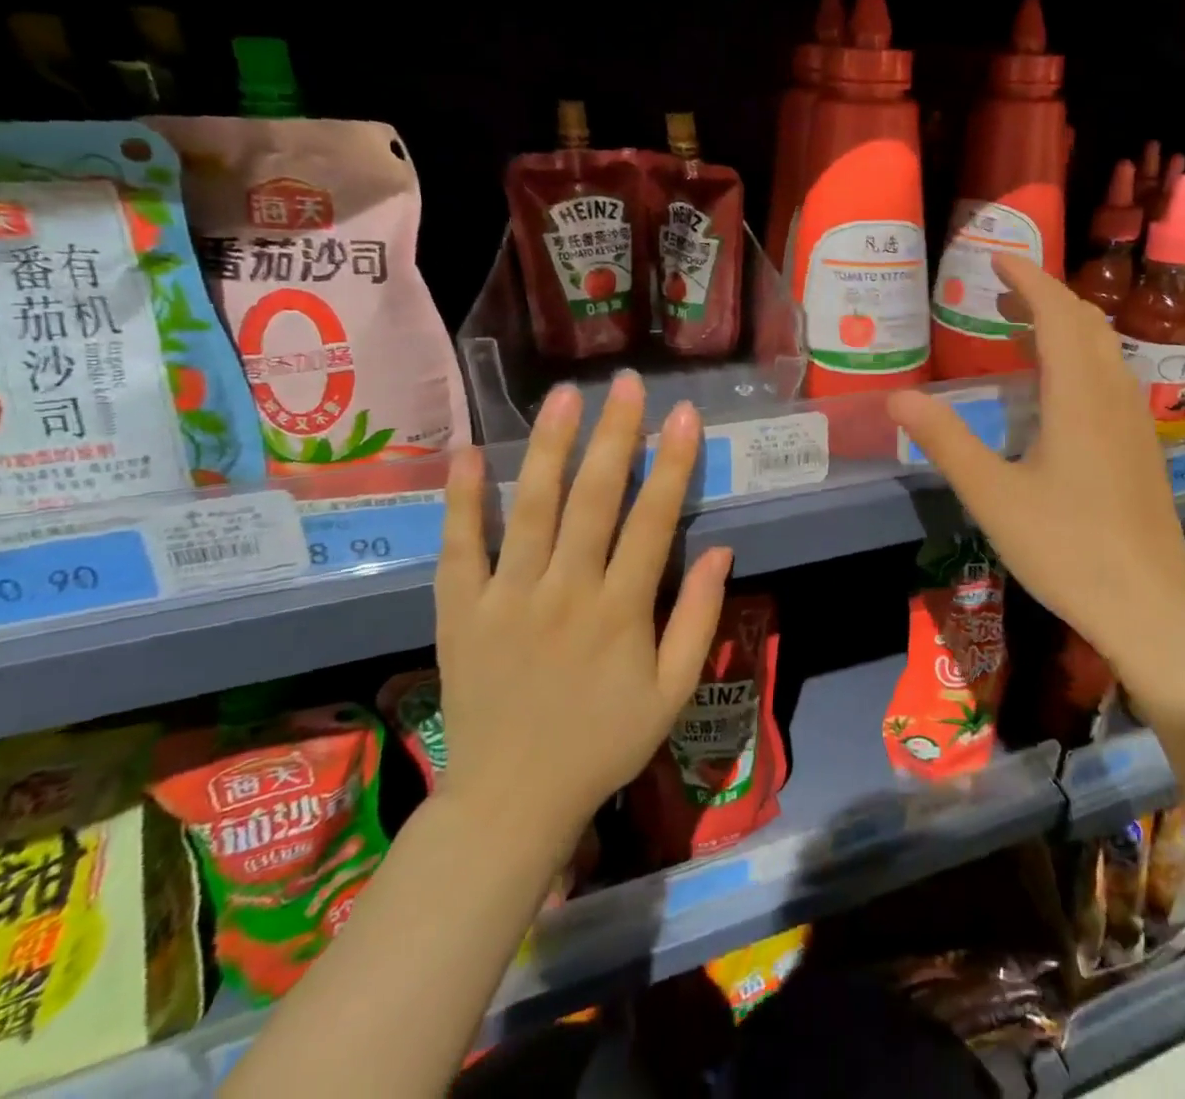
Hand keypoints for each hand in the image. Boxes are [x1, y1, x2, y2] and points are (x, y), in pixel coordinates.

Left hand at [434, 371, 731, 844]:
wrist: (510, 801)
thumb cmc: (603, 742)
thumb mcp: (672, 691)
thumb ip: (699, 618)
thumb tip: (723, 549)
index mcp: (620, 611)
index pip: (653, 520)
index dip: (672, 463)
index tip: (684, 414)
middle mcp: (565, 592)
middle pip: (592, 500)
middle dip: (613, 436)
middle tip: (626, 384)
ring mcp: (507, 598)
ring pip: (529, 509)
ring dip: (548, 448)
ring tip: (563, 397)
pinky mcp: (461, 612)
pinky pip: (460, 548)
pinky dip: (462, 500)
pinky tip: (467, 453)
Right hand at [888, 255, 1184, 691]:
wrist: (1148, 604)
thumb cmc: (1066, 548)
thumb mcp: (992, 495)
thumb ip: (946, 441)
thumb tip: (896, 397)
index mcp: (1078, 395)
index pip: (1056, 313)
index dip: (1027, 279)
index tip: (996, 259)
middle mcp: (1113, 393)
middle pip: (1085, 321)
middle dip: (1045, 296)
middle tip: (1000, 293)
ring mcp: (1135, 419)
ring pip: (1104, 348)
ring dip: (1065, 325)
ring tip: (1020, 331)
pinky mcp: (1142, 445)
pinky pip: (1111, 375)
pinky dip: (1080, 356)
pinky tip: (1056, 389)